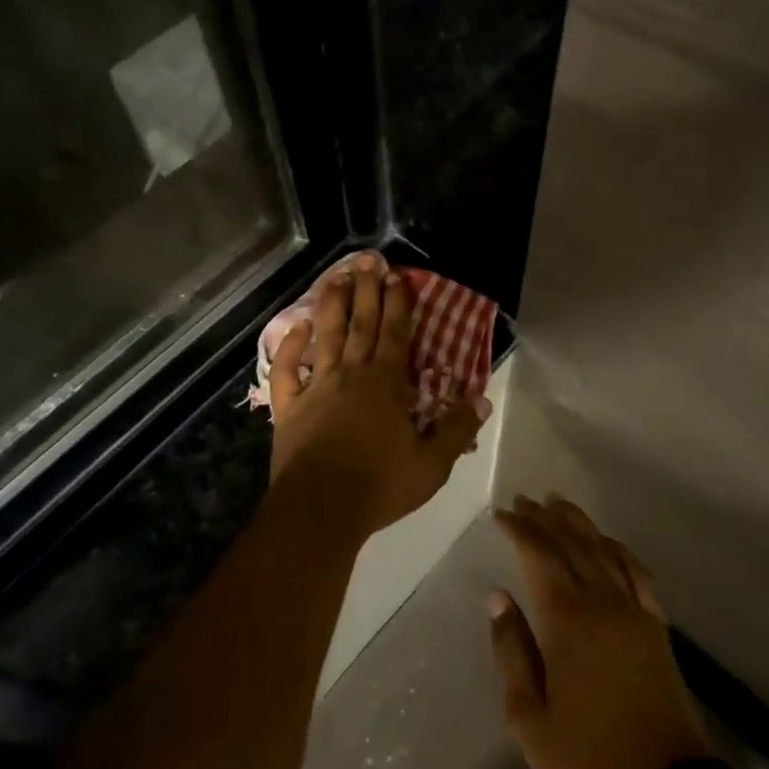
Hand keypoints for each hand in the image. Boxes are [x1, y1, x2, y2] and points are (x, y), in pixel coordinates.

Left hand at [269, 254, 485, 537]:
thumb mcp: (431, 464)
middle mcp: (351, 374)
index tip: (396, 275)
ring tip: (334, 277)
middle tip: (365, 260)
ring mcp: (317, 386)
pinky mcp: (289, 405)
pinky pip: (286, 369)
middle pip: (360, 323)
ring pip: (324, 335)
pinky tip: (294, 327)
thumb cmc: (379, 485)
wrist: (321, 508)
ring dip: (330, 304)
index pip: (394, 333)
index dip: (396, 302)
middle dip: (365, 290)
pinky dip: (288, 346)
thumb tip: (482, 398)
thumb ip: (456, 429)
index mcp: (385, 384)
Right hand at [488, 495, 713, 768]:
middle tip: (524, 501)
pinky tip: (606, 540)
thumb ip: (510, 651)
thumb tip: (498, 597)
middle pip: (570, 543)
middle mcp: (600, 601)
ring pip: (602, 549)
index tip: (501, 514)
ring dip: (578, 523)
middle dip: (544, 518)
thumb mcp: (529, 719)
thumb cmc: (588, 759)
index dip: (519, 530)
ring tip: (558, 504)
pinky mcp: (656, 626)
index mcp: (566, 619)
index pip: (539, 555)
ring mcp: (633, 610)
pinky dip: (617, 548)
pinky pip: (635, 571)